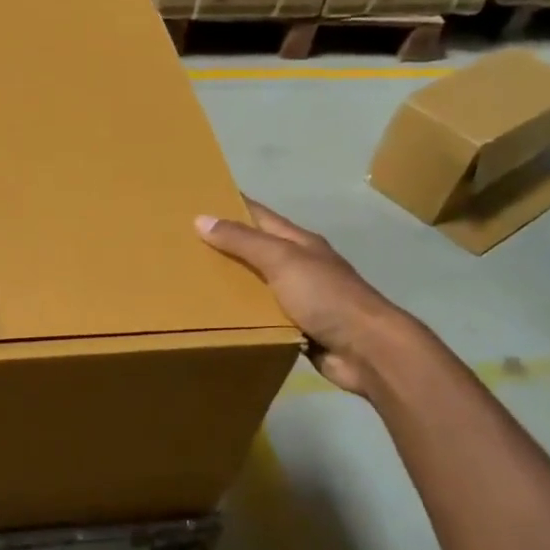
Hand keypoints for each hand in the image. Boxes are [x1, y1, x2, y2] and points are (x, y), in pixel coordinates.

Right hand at [196, 199, 413, 395]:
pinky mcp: (297, 329)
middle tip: (184, 247)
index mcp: (299, 243)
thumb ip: (243, 241)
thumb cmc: (325, 296)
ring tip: (191, 285)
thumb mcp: (282, 260)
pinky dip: (242, 317)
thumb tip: (201, 218)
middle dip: (225, 247)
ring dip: (230, 285)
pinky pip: (262, 318)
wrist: (366, 349)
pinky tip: (217, 319)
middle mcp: (300, 267)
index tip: (200, 201)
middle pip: (257, 251)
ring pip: (257, 286)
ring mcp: (300, 299)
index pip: (260, 216)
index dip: (233, 206)